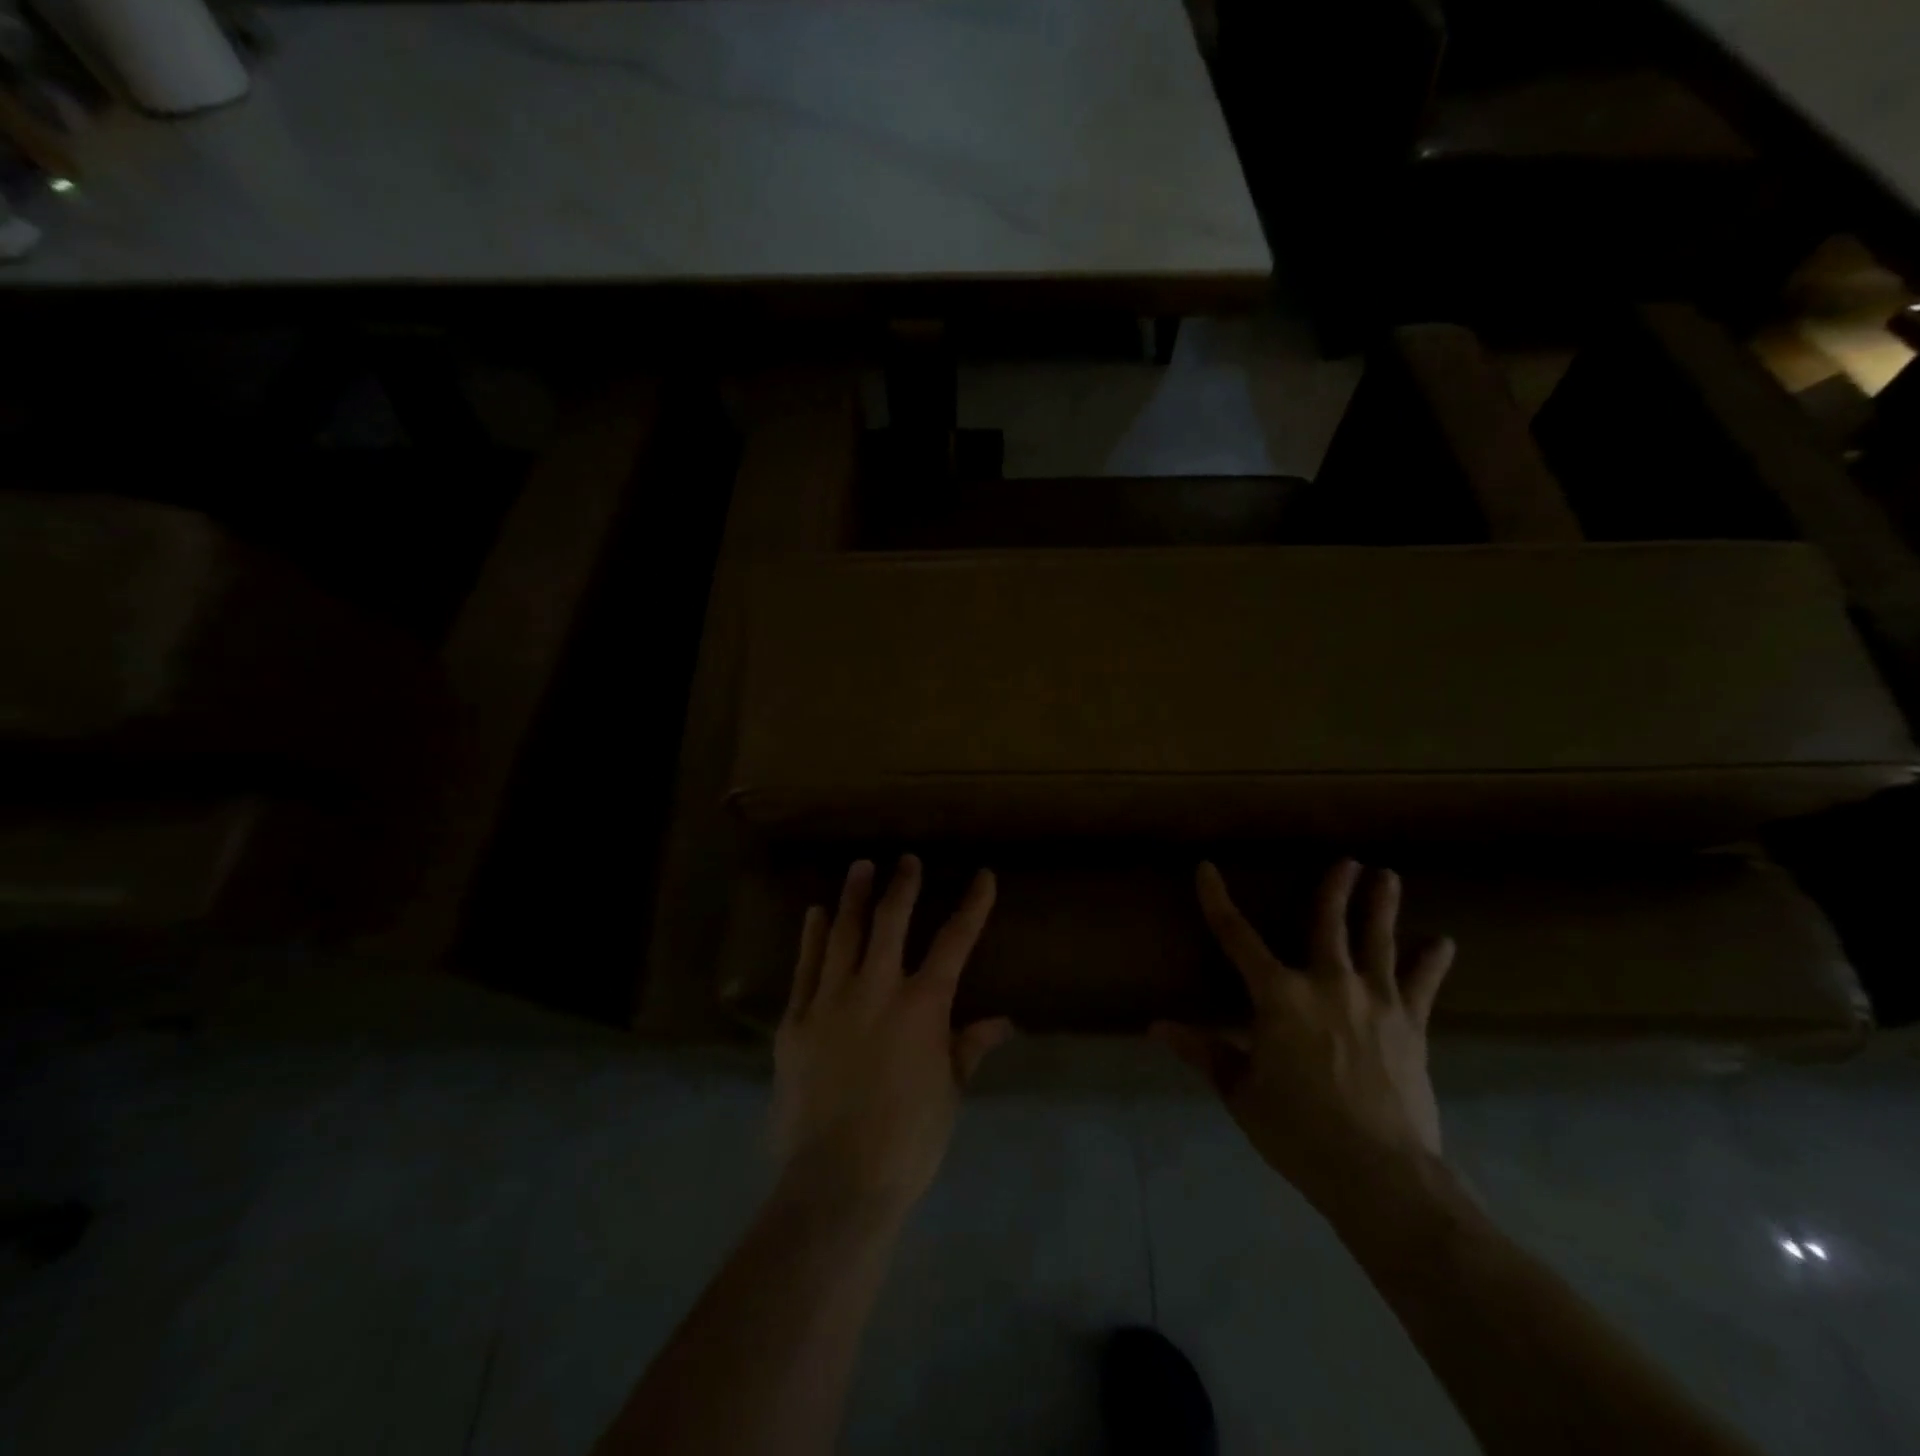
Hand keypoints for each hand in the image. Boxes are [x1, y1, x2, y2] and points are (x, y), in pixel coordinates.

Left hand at [772, 855, 1013, 1222]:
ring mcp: (830, 1001)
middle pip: (891, 922)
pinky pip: (805, 967)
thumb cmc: (907, 1142)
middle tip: (906, 861)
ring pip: (844, 934)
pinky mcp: (795, 1021)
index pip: (954, 943)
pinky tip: (815, 914)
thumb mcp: (948, 1094)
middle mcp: (876, 989)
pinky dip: (812, 937)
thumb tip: (1002, 1022)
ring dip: (854, 897)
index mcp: (922, 1007)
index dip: (972, 906)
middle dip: (902, 886)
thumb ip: (968, 1048)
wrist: (836, 1181)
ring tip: (860, 868)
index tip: (982, 876)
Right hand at [1154, 860, 1453, 1218]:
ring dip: (1381, 907)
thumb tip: (1157, 1028)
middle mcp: (1327, 984)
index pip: (1236, 936)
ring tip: (1387, 876)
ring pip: (1378, 941)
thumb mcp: (1241, 1091)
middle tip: (1346, 861)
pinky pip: (1421, 985)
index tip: (1207, 869)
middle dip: (1335, 889)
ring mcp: (1375, 1002)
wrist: (1380, 1173)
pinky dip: (1431, 962)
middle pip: (1328, 924)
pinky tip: (1442, 943)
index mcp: (1278, 996)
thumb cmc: (1298, 1130)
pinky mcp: (1411, 1026)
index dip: (1217, 901)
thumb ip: (1204, 1053)